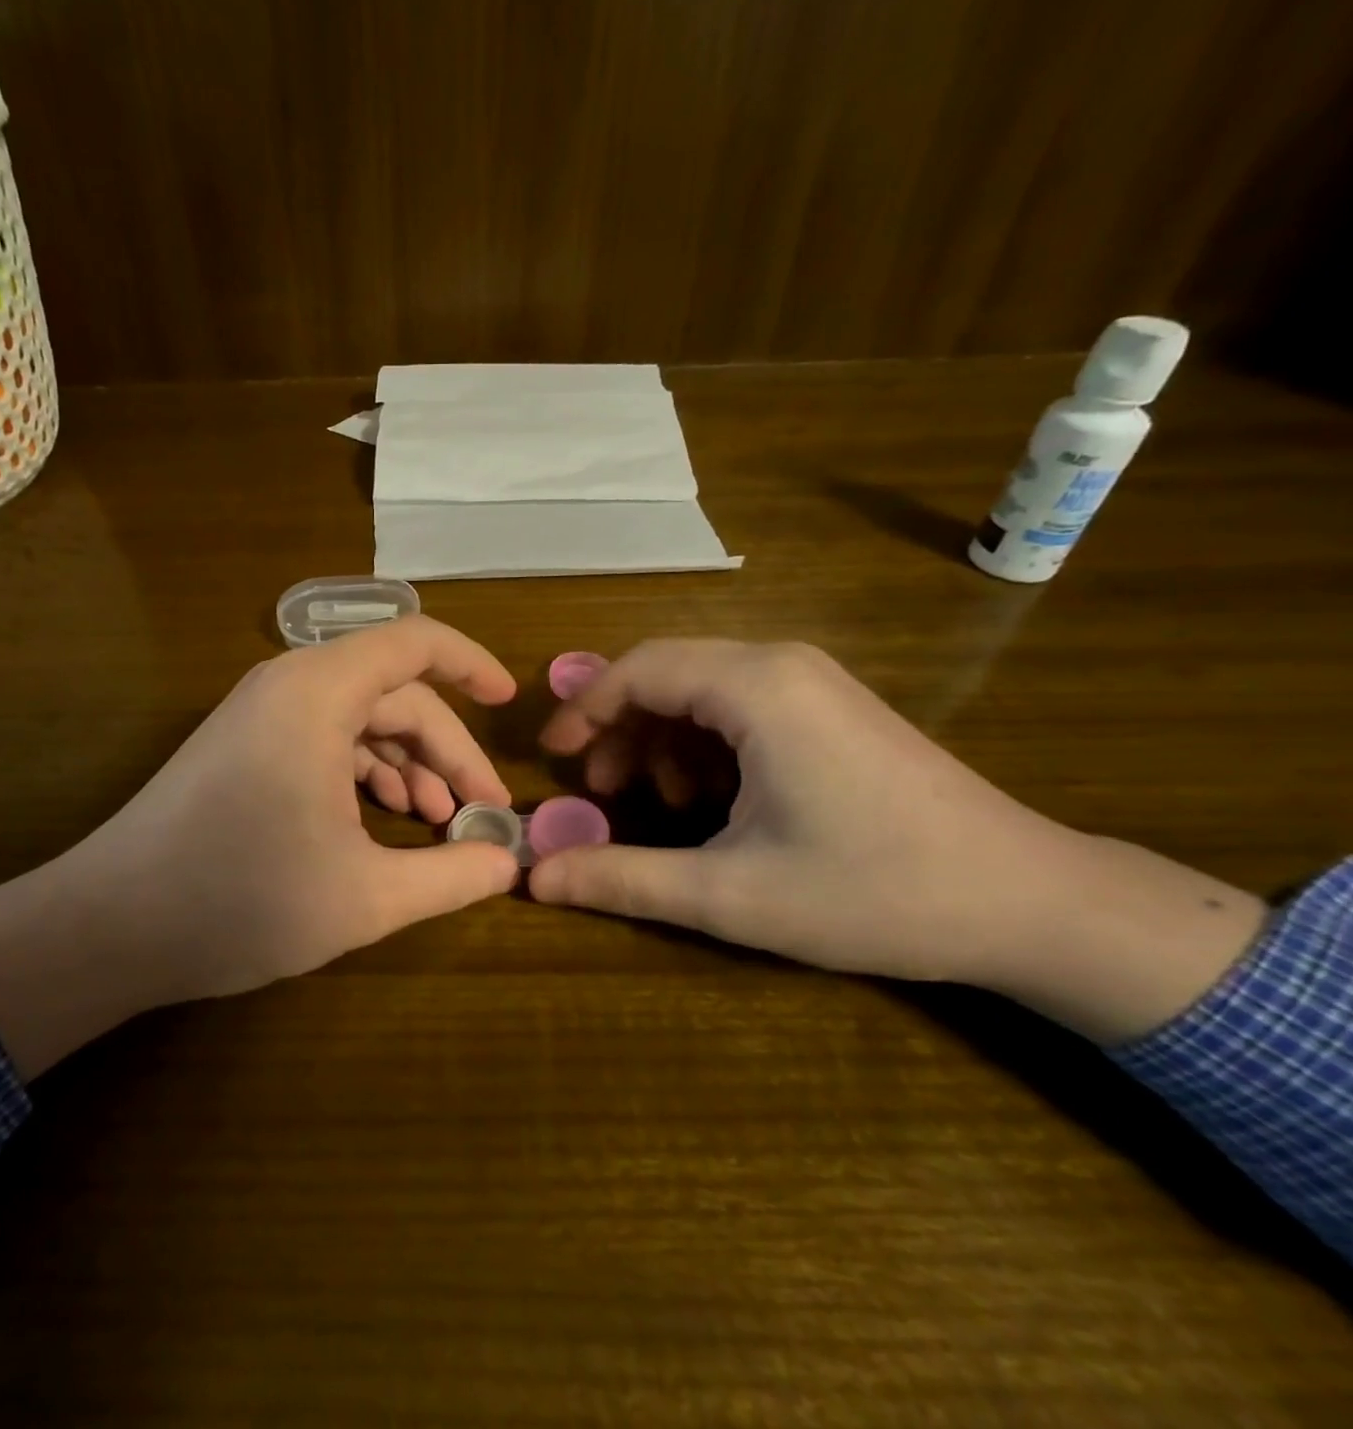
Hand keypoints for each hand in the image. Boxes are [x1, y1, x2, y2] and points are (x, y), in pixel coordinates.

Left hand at [0, 617, 519, 1077]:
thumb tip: (507, 861)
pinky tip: (380, 821)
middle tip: (479, 812)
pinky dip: (364, 773)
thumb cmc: (240, 900)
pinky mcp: (243, 747)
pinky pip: (323, 739)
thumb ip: (451, 876)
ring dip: (406, 765)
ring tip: (434, 822)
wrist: (110, 926)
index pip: (415, 643)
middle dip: (446, 750)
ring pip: (359, 720)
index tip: (509, 703)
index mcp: (318, 693)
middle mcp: (288, 686)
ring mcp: (260, 716)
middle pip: (394, 694)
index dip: (471, 665)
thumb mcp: (366, 896)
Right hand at [529, 638, 1267, 1042]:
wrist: (1034, 904)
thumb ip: (623, 880)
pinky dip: (704, 746)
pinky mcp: (832, 709)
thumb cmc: (875, 892)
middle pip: (666, 673)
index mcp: (756, 687)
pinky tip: (711, 803)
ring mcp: (814, 683)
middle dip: (619, 728)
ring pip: (701, 689)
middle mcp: (782, 664)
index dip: (582, 710)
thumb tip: (534, 880)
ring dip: (661, 740)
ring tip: (657, 806)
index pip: (638, 669)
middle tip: (598, 790)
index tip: (549, 758)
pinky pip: (740, 707)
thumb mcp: (732, 895)